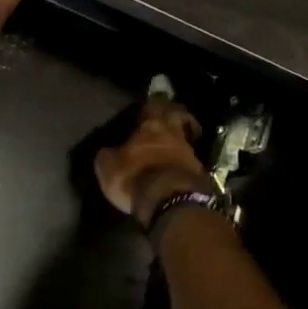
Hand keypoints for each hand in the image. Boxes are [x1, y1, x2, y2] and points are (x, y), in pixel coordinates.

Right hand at [94, 95, 213, 228]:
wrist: (173, 202)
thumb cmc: (136, 177)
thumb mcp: (108, 167)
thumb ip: (108, 155)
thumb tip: (108, 151)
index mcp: (150, 126)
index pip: (153, 106)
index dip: (151, 105)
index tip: (148, 106)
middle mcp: (173, 134)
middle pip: (176, 117)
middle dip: (172, 116)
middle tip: (166, 119)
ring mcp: (190, 154)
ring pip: (183, 140)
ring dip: (176, 142)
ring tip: (167, 148)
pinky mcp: (199, 174)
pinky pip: (188, 162)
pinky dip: (181, 163)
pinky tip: (173, 169)